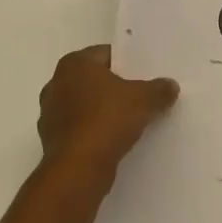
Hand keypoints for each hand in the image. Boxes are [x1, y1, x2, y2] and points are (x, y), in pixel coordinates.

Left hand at [35, 46, 177, 201]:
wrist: (78, 168)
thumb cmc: (108, 120)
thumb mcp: (144, 100)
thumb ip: (159, 89)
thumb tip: (170, 85)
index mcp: (74, 63)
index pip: (106, 54)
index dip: (128, 63)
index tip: (146, 76)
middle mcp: (56, 83)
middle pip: (94, 80)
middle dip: (116, 88)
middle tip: (142, 97)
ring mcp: (51, 113)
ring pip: (86, 105)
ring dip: (104, 111)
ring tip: (131, 121)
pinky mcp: (52, 139)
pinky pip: (80, 128)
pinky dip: (95, 132)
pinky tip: (114, 141)